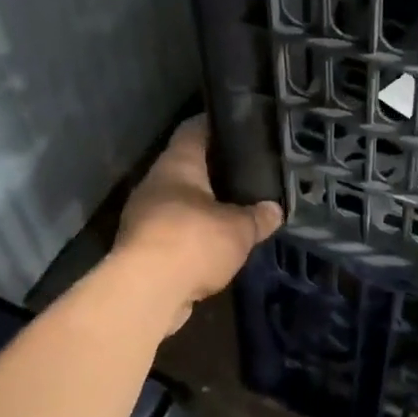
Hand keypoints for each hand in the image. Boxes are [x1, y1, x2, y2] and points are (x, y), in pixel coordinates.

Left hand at [116, 117, 282, 333]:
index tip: (240, 127)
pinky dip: (193, 235)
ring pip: (179, 202)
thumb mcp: (239, 229)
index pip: (194, 130)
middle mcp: (155, 184)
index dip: (216, 125)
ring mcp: (144, 216)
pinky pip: (174, 232)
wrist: (147, 291)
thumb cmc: (193, 241)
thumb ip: (257, 217)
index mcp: (176, 165)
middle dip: (214, 172)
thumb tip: (275, 209)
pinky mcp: (142, 248)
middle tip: (247, 175)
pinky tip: (215, 244)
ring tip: (236, 210)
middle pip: (186, 168)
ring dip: (203, 208)